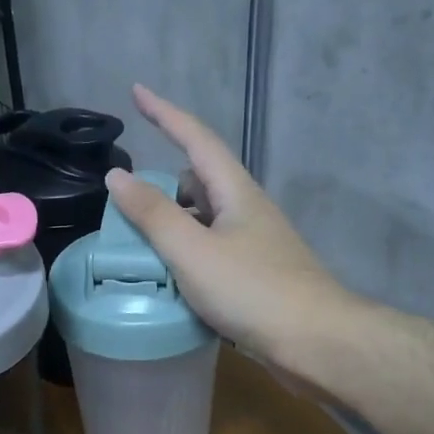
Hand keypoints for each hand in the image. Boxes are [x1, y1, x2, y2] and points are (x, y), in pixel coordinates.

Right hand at [106, 84, 351, 383]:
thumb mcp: (192, 251)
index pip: (196, 139)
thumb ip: (153, 215)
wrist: (315, 341)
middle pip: (198, 180)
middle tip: (124, 199)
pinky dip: (184, 251)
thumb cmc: (253, 290)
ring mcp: (252, 243)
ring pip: (203, 218)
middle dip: (161, 182)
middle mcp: (246, 209)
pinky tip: (167, 275)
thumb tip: (117, 176)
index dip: (165, 114)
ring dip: (171, 221)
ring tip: (136, 240)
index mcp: (235, 192)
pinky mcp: (253, 273)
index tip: (137, 92)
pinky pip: (209, 248)